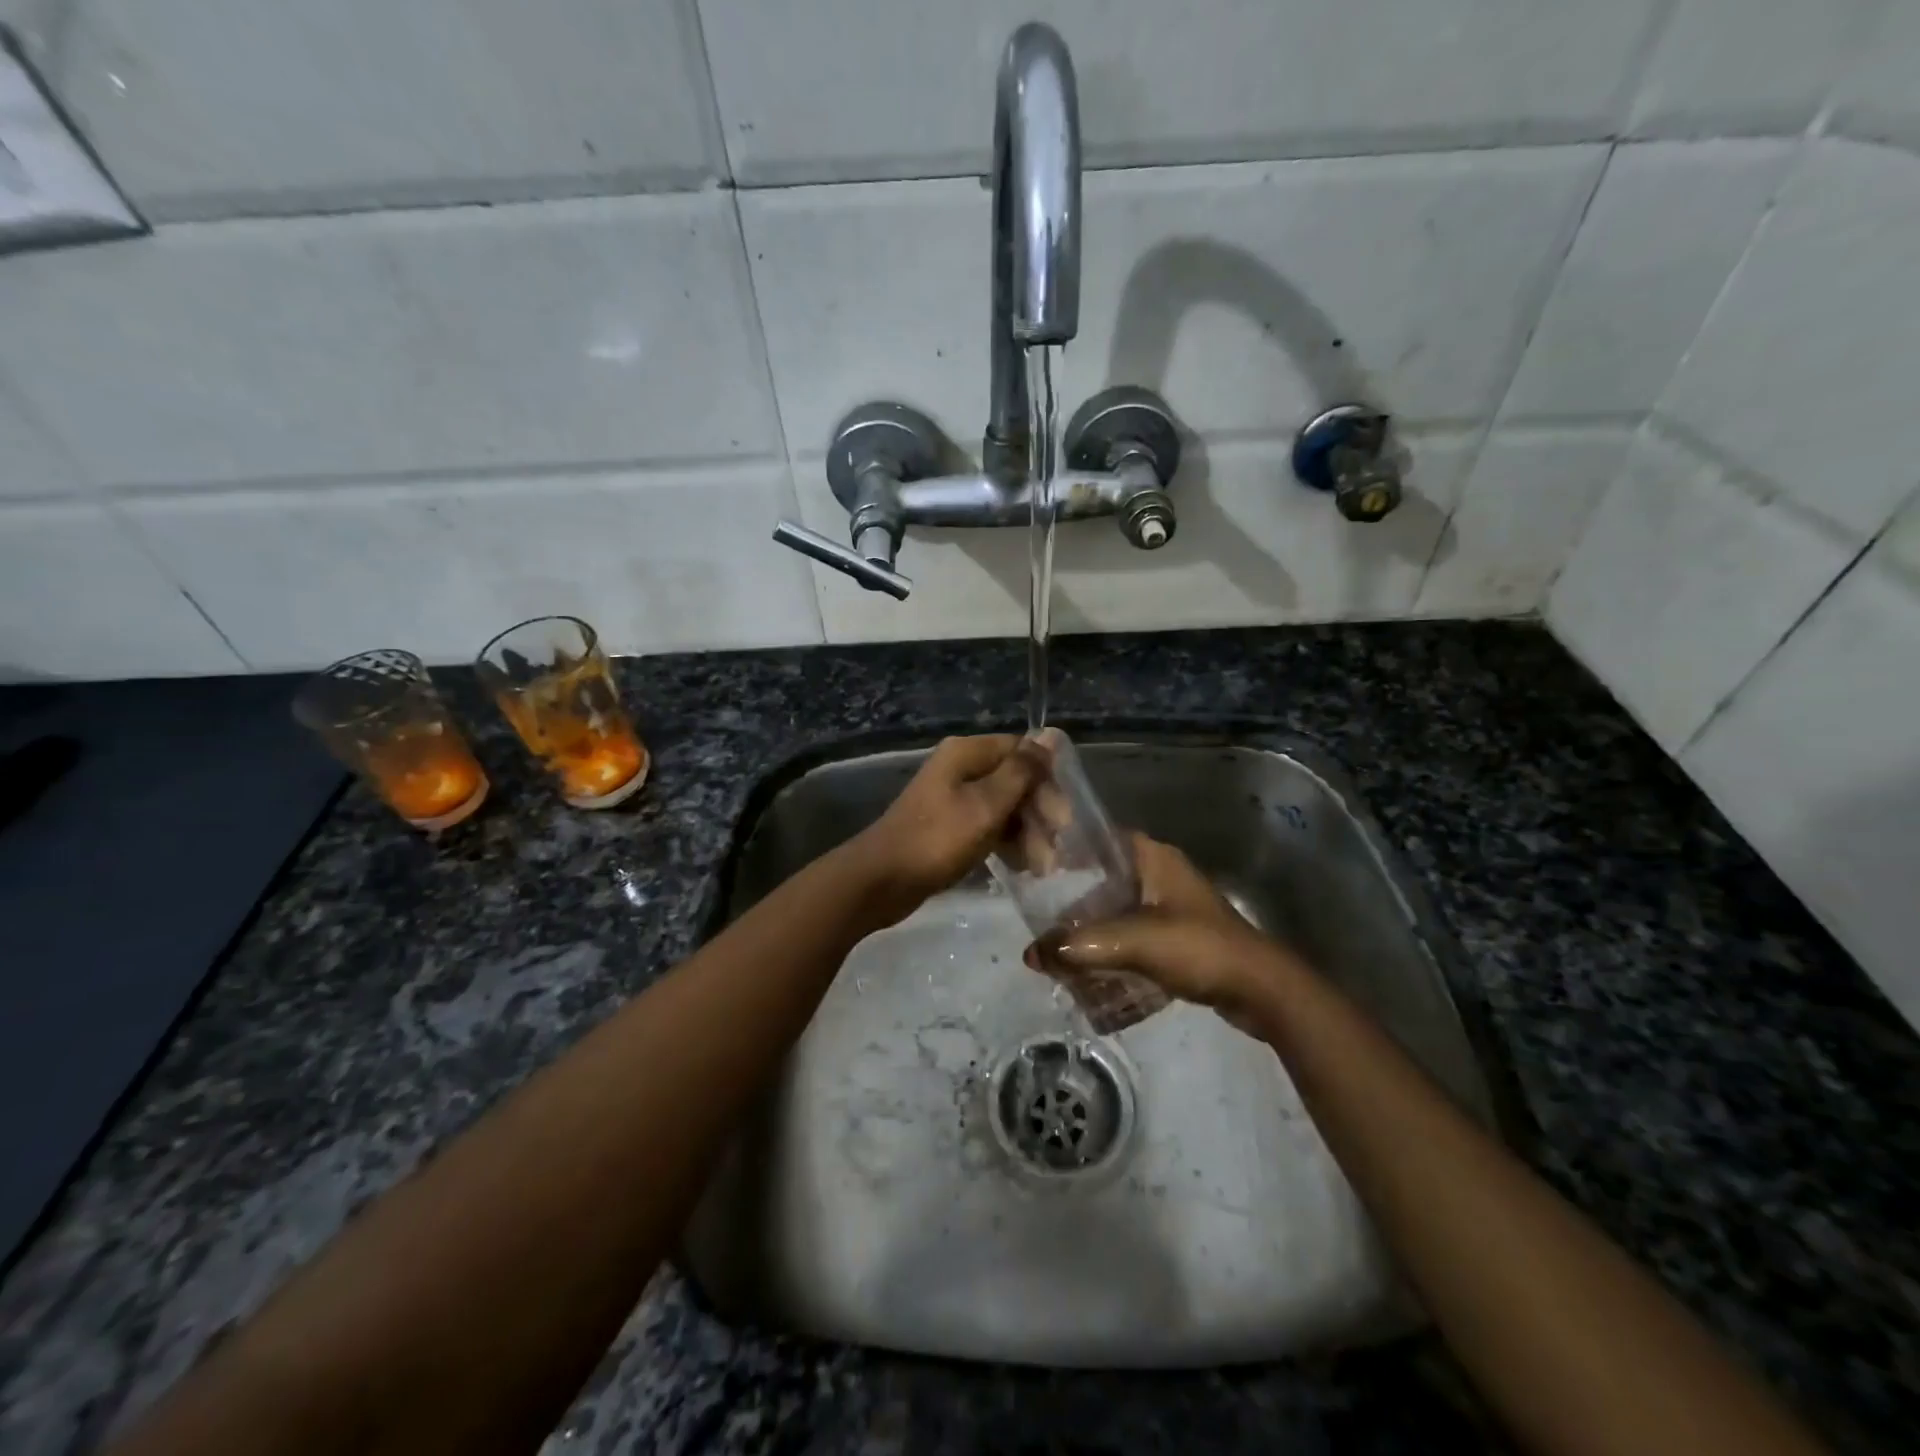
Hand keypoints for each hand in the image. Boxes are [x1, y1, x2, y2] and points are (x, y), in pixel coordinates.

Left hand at [843, 734, 1046, 929]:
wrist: (881, 880)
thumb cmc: (938, 839)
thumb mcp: (986, 805)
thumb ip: (1021, 771)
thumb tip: (1049, 734)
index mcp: (967, 753)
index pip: (1021, 752)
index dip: (1046, 781)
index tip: (1062, 818)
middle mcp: (960, 769)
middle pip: (1014, 781)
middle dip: (1038, 814)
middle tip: (1054, 852)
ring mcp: (953, 798)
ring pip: (1003, 807)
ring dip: (1026, 834)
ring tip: (1041, 868)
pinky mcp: (948, 826)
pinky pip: (987, 827)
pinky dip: (1006, 843)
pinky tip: (1020, 867)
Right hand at [1027, 834, 1297, 1031]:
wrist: (1260, 990)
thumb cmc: (1197, 948)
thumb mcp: (1133, 943)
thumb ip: (1079, 947)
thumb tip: (1030, 954)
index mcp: (1152, 857)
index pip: (1099, 840)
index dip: (1067, 851)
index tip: (1035, 870)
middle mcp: (1160, 874)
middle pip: (1104, 880)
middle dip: (1074, 903)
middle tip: (1042, 922)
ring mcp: (1172, 906)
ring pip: (1118, 910)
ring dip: (1093, 930)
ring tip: (1061, 951)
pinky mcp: (1179, 937)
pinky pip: (1134, 936)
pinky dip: (1114, 950)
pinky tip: (1093, 972)